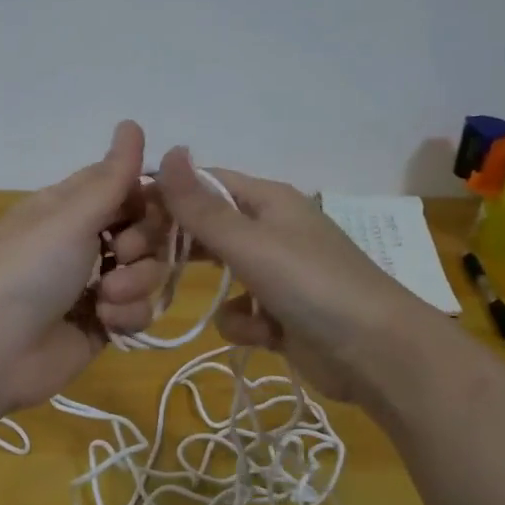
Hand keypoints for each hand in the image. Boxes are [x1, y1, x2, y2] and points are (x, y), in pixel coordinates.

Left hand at [0, 121, 169, 411]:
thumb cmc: (26, 271)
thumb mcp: (69, 217)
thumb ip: (111, 177)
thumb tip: (132, 122)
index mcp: (69, 207)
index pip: (126, 187)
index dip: (149, 196)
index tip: (159, 206)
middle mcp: (84, 241)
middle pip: (145, 229)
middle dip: (144, 242)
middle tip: (121, 254)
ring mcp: (94, 285)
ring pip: (147, 271)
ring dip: (135, 282)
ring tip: (107, 297)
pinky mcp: (102, 325)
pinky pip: (138, 310)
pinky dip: (128, 315)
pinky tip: (105, 323)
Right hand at [155, 147, 416, 402]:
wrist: (379, 355)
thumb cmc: (313, 286)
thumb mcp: (250, 243)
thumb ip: (202, 206)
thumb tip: (168, 149)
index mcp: (267, 201)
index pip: (203, 186)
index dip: (164, 197)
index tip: (124, 221)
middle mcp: (271, 232)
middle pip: (208, 230)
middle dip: (176, 247)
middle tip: (139, 266)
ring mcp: (277, 276)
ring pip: (220, 274)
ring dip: (208, 290)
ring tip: (179, 301)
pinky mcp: (281, 316)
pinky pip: (242, 313)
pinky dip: (243, 324)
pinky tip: (258, 333)